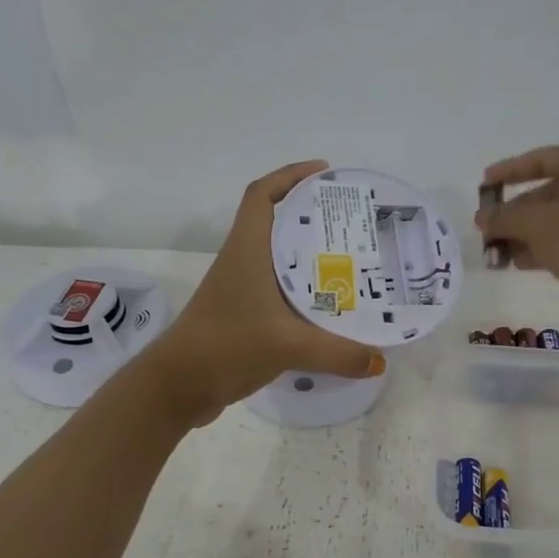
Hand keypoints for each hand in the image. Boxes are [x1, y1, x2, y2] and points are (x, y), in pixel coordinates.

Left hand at [147, 160, 384, 424]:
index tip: (325, 172)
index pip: (262, 194)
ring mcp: (241, 289)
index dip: (290, 175)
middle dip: (312, 215)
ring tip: (351, 258)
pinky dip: (303, 289)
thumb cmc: (226, 346)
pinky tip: (329, 305)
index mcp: (247, 250)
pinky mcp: (243, 315)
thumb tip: (379, 360)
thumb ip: (337, 353)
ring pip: (279, 258)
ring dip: (309, 253)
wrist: (178, 385)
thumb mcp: (287, 346)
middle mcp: (243, 262)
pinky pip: (279, 290)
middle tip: (354, 221)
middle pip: (276, 222)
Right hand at [476, 145, 558, 316]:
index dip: (507, 171)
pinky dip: (542, 246)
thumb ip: (504, 218)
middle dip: (513, 213)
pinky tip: (518, 262)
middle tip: (486, 228)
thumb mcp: (536, 225)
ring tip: (496, 251)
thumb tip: (481, 218)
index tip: (483, 186)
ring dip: (523, 233)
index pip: (540, 159)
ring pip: (554, 217)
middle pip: (546, 191)